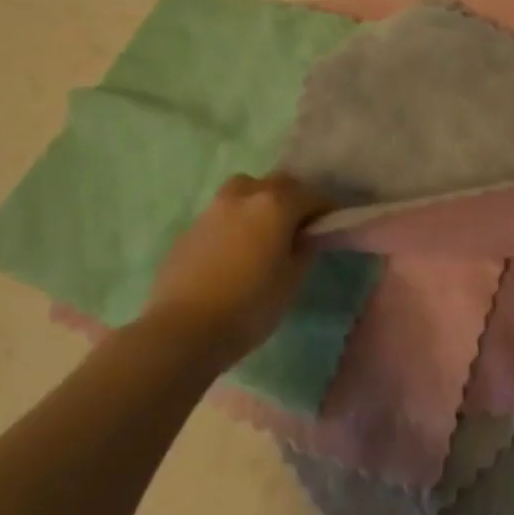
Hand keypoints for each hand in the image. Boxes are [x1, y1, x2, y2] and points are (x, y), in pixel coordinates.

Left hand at [144, 173, 328, 362]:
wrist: (183, 330)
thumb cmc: (249, 306)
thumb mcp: (291, 281)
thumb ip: (304, 250)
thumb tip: (305, 236)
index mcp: (275, 204)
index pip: (312, 195)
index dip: (325, 209)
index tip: (330, 226)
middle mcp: (245, 195)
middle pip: (278, 184)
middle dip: (294, 198)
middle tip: (300, 225)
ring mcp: (214, 208)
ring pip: (246, 190)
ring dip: (261, 201)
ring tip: (264, 230)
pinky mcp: (191, 227)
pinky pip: (223, 212)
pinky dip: (237, 220)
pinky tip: (237, 248)